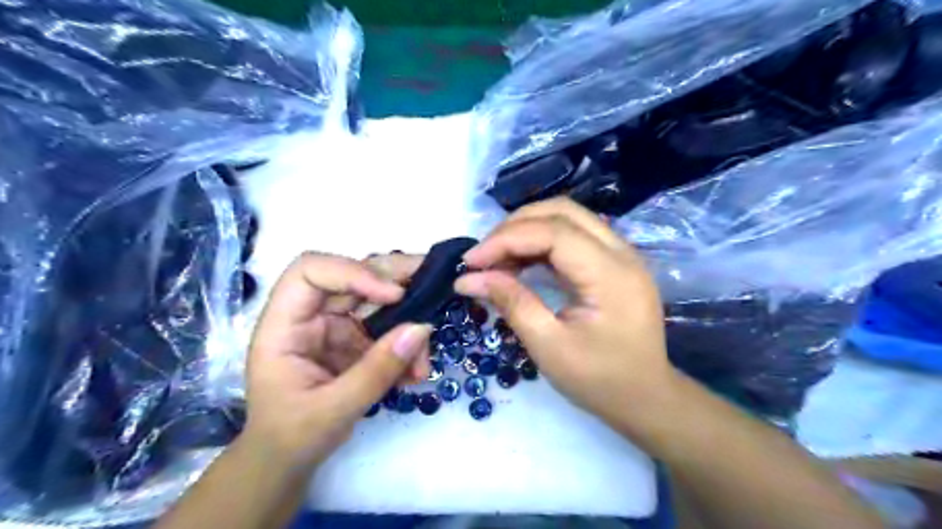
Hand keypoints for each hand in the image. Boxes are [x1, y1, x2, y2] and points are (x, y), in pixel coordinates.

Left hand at [242, 252, 432, 470]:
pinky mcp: (355, 340)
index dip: (353, 272)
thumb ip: (377, 371)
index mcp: (284, 324)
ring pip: (377, 301)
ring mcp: (335, 326)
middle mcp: (311, 315)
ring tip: (425, 355)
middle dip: (395, 281)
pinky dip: (407, 345)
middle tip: (435, 285)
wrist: (287, 461)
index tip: (394, 295)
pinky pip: (387, 329)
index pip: (312, 271)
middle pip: (353, 276)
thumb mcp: (334, 410)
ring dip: (408, 319)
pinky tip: (416, 372)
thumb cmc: (291, 437)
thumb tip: (421, 328)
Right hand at [455, 198, 668, 433]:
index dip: (506, 239)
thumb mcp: (549, 347)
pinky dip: (541, 242)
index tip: (471, 262)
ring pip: (567, 218)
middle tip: (483, 256)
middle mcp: (622, 252)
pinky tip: (519, 262)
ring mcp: (621, 254)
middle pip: (562, 212)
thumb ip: (512, 303)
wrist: (646, 398)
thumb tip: (468, 279)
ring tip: (496, 258)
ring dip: (527, 230)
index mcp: (611, 274)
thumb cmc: (600, 380)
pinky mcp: (613, 262)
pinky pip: (573, 236)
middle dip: (515, 226)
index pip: (553, 232)